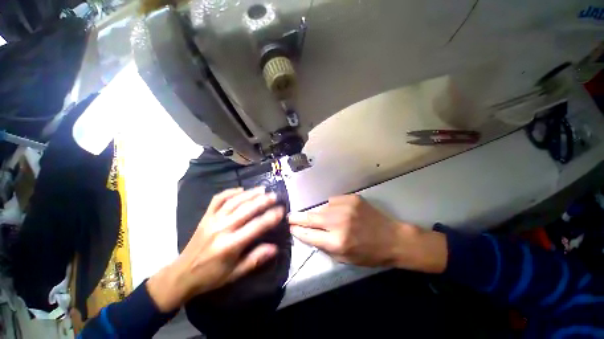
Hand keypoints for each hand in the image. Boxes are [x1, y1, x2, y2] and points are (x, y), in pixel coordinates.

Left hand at [147, 187, 283, 311]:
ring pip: (234, 202)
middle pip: (246, 210)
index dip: (270, 218)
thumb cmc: (211, 276)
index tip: (281, 210)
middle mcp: (221, 229)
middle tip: (274, 195)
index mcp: (229, 246)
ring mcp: (212, 220)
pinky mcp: (205, 217)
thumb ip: (255, 259)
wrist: (181, 274)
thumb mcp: (235, 273)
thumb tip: (275, 248)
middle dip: (262, 201)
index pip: (255, 227)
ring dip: (249, 194)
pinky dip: (230, 192)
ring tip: (262, 189)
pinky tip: (240, 190)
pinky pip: (218, 200)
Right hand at [288, 195, 446, 271]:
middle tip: (289, 216)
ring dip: (320, 214)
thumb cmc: (369, 254)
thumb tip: (309, 233)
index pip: (309, 234)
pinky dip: (332, 207)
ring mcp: (345, 207)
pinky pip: (333, 201)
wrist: (392, 238)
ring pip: (322, 208)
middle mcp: (339, 222)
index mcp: (337, 242)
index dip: (298, 231)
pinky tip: (340, 212)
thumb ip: (324, 246)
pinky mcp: (352, 198)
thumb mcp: (345, 259)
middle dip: (298, 217)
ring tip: (326, 219)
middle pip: (311, 217)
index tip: (290, 227)